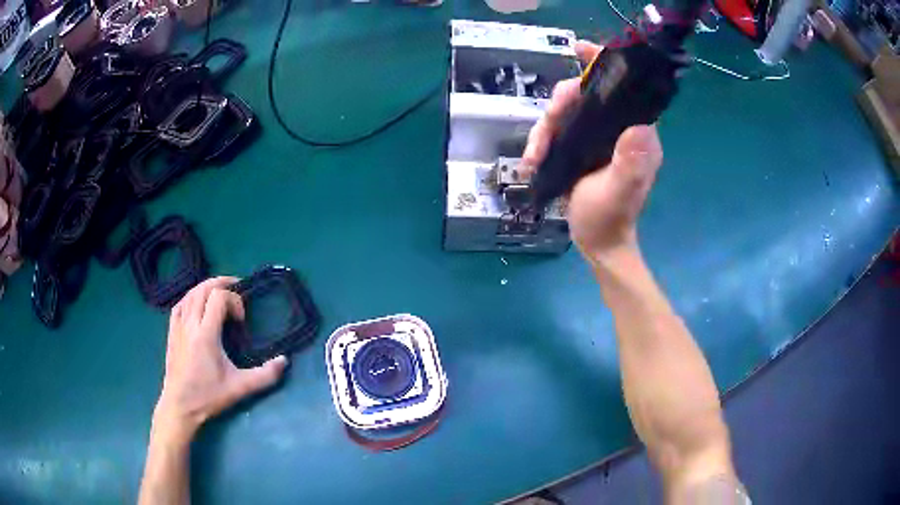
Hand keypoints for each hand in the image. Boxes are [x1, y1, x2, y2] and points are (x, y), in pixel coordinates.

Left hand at [153, 277, 288, 439]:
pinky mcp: (171, 332)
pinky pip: (180, 304)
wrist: (180, 406)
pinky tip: (197, 303)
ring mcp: (178, 327)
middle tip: (236, 288)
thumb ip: (264, 376)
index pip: (218, 298)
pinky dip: (190, 297)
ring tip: (219, 292)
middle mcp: (190, 324)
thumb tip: (284, 361)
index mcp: (206, 334)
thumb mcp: (240, 388)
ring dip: (206, 287)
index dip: (234, 300)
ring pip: (190, 294)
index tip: (241, 320)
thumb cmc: (208, 396)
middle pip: (203, 288)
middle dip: (221, 283)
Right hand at [522, 41, 663, 260]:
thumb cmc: (610, 219)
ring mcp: (597, 135)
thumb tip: (640, 126)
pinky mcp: (581, 144)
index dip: (603, 62)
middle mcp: (618, 127)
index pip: (623, 86)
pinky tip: (532, 160)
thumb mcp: (620, 193)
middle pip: (584, 93)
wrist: (598, 243)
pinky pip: (557, 128)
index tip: (579, 48)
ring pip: (565, 110)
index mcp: (636, 133)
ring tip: (534, 157)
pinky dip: (541, 140)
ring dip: (544, 128)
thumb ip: (630, 162)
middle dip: (559, 106)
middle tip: (546, 131)